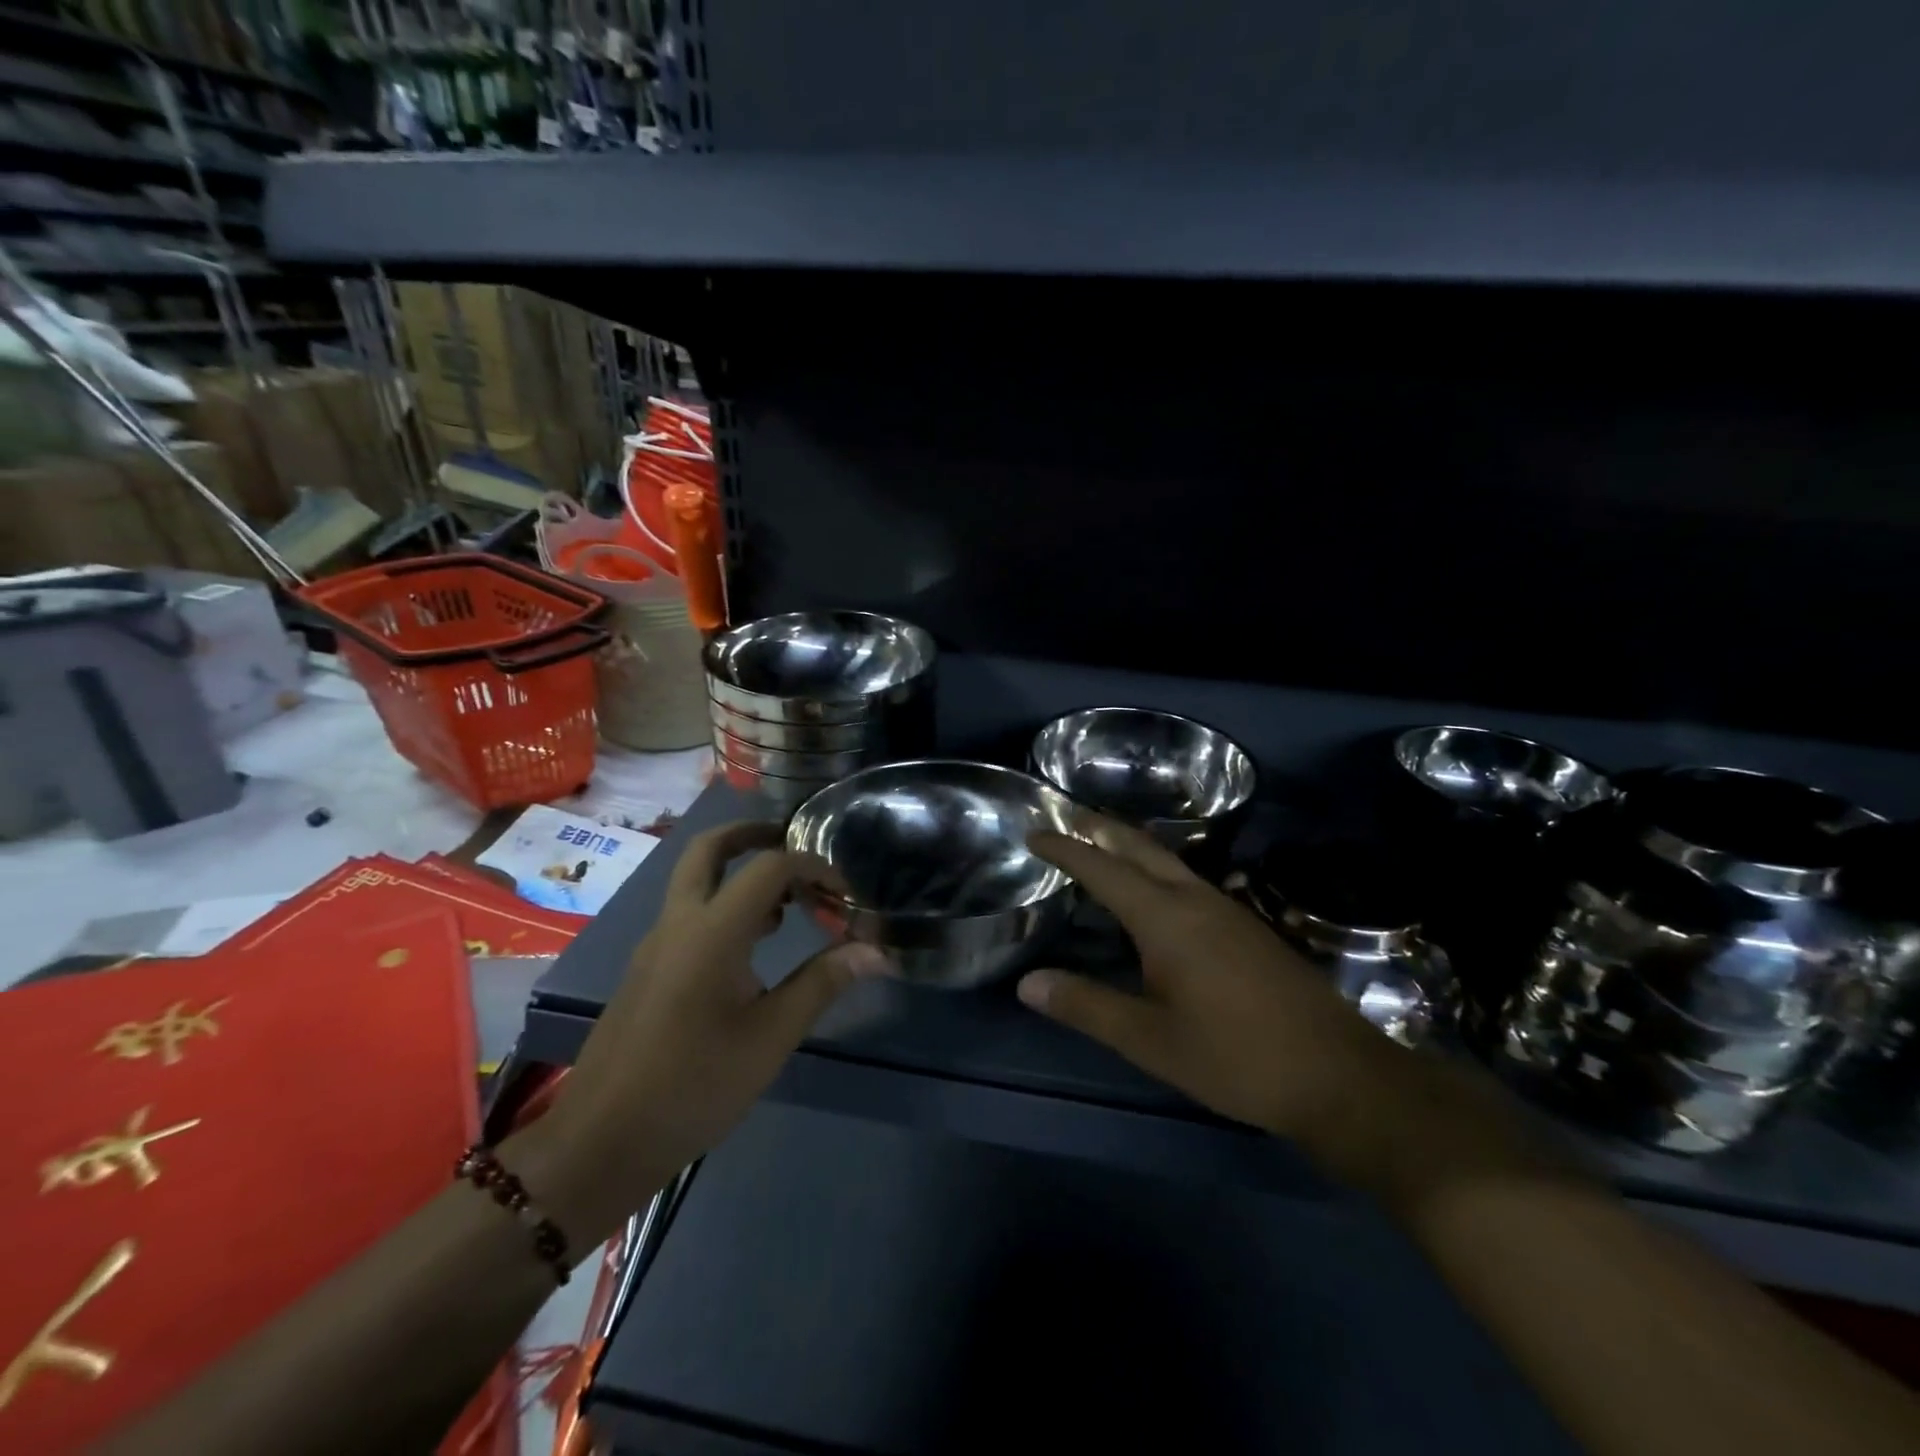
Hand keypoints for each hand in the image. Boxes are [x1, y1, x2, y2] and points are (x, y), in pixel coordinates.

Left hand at [508, 821, 887, 1245]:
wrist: (601, 1141)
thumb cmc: (694, 1086)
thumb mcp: (771, 1037)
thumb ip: (822, 983)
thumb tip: (875, 950)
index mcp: (712, 930)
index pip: (769, 867)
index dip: (813, 868)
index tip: (845, 896)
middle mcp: (678, 921)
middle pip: (710, 848)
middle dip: (753, 835)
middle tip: (795, 843)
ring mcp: (656, 943)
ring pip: (695, 879)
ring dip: (739, 871)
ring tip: (788, 902)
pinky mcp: (648, 968)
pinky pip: (689, 912)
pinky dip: (724, 904)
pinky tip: (754, 945)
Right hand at [1019, 815, 1541, 1203]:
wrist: (1338, 1075)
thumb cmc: (1235, 1057)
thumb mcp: (1150, 1040)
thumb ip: (1086, 1006)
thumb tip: (1027, 982)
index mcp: (1166, 919)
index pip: (1104, 869)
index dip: (1066, 849)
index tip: (1035, 832)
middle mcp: (1196, 900)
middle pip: (1141, 848)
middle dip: (1101, 829)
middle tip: (1067, 819)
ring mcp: (1228, 910)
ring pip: (1169, 861)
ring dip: (1131, 847)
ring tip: (1101, 848)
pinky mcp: (1247, 928)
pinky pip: (1188, 881)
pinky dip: (1156, 870)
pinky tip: (1155, 896)